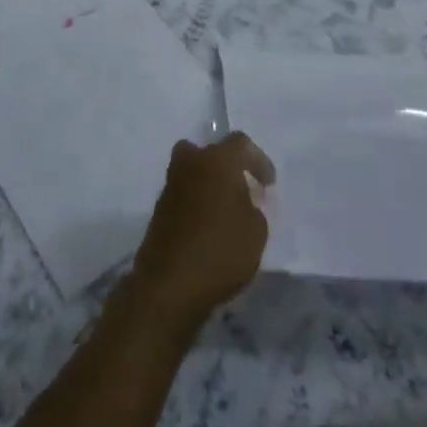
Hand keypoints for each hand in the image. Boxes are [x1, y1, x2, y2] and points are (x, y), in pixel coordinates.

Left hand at [129, 133, 274, 330]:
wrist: (170, 282)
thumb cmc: (221, 250)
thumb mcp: (256, 232)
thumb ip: (254, 208)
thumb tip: (243, 202)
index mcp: (217, 160)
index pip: (240, 144)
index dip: (258, 161)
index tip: (268, 184)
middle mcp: (191, 164)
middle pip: (208, 151)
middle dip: (225, 165)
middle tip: (239, 187)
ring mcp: (171, 185)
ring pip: (191, 171)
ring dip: (207, 182)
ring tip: (224, 210)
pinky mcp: (159, 208)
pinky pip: (183, 193)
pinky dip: (195, 201)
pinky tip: (207, 225)